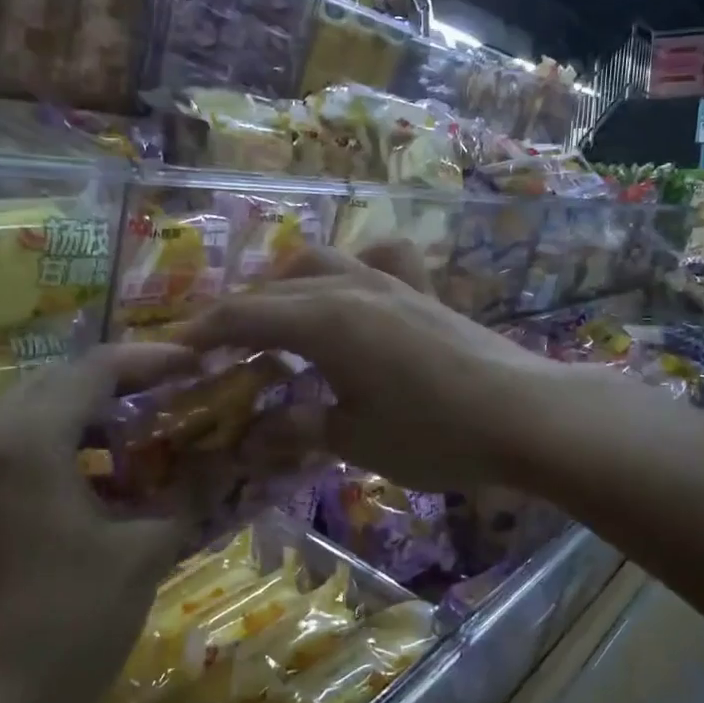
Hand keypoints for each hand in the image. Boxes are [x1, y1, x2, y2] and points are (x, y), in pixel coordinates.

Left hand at [0, 345, 192, 702]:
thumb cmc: (66, 622)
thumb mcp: (142, 553)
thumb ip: (190, 494)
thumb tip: (232, 461)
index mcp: (26, 437)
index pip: (96, 368)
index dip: (153, 360)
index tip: (198, 364)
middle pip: (59, 383)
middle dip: (121, 386)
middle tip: (175, 397)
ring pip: (33, 416)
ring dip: (90, 419)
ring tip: (146, 439)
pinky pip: (13, 451)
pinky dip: (61, 451)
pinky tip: (103, 484)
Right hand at [176, 244, 566, 492]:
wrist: (526, 415)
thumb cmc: (435, 433)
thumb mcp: (356, 440)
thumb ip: (299, 429)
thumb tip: (252, 438)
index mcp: (324, 322)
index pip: (245, 316)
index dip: (204, 332)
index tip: (177, 351)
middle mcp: (350, 288)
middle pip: (275, 288)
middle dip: (238, 314)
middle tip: (218, 348)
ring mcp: (390, 283)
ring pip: (319, 264)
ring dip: (284, 287)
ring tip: (274, 323)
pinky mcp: (422, 292)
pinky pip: (376, 262)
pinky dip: (350, 271)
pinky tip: (352, 295)